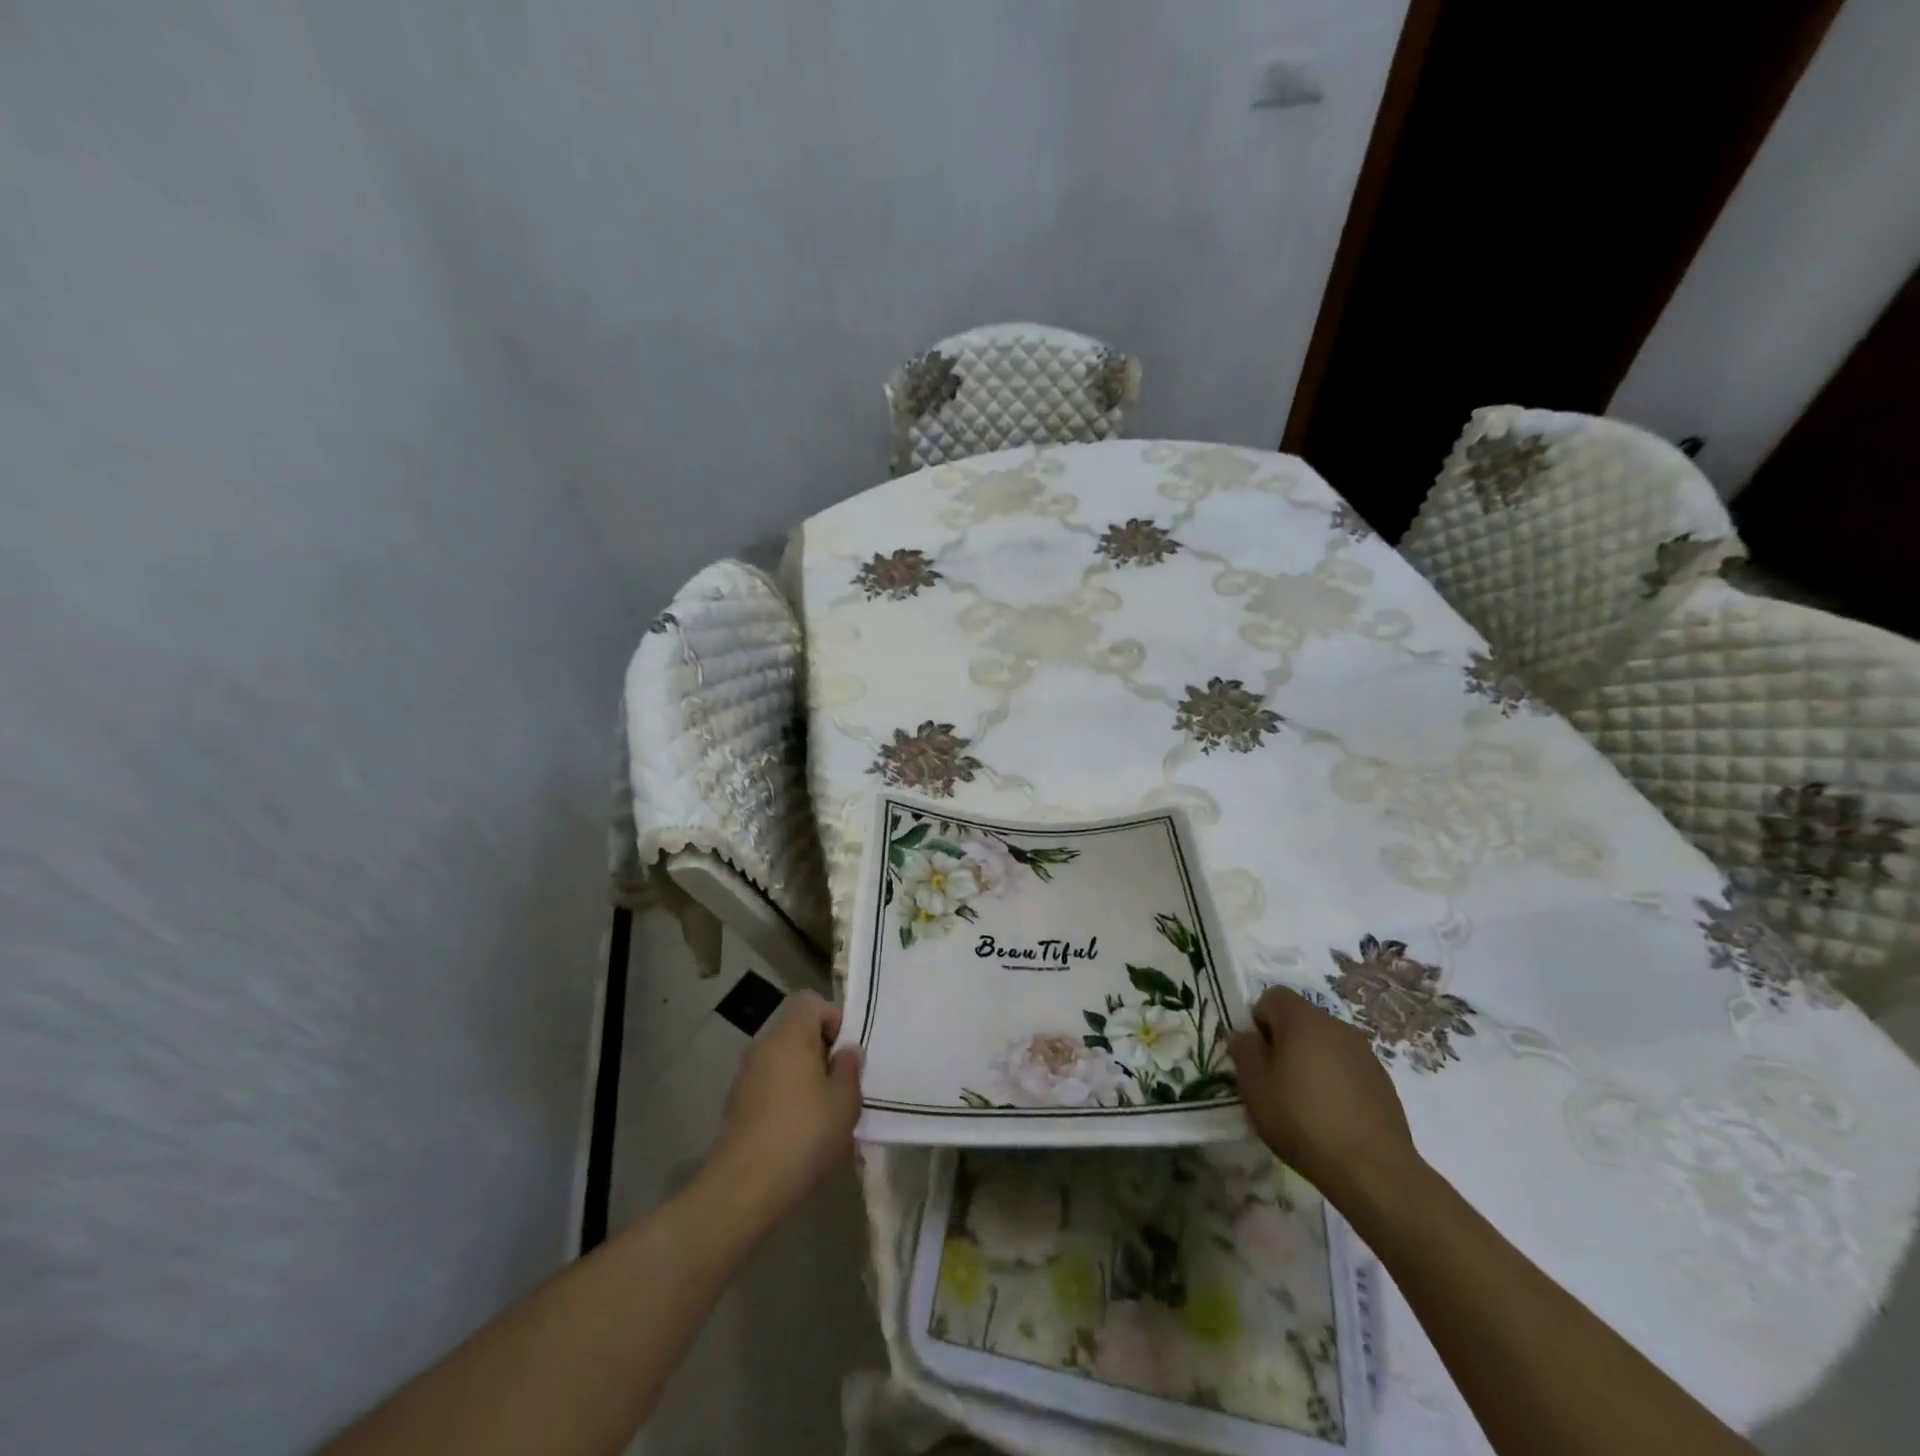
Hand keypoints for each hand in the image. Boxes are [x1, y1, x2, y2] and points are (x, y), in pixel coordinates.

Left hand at [704, 991, 862, 1226]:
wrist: (744, 1188)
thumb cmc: (803, 1134)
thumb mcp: (844, 1101)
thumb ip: (849, 1069)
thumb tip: (845, 1053)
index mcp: (789, 1036)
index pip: (810, 1002)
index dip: (832, 1019)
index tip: (845, 1053)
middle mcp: (763, 1047)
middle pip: (797, 1033)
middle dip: (821, 1054)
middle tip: (841, 1087)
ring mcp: (745, 1077)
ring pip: (784, 1063)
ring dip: (805, 1079)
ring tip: (824, 1115)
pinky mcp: (737, 1106)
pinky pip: (770, 1088)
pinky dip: (786, 1100)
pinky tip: (800, 1135)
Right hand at [1229, 987, 1419, 1207]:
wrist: (1373, 1169)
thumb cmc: (1302, 1119)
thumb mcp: (1255, 1087)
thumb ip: (1244, 1052)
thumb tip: (1245, 1036)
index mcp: (1303, 1020)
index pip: (1273, 996)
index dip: (1258, 1020)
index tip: (1256, 1054)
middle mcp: (1337, 1026)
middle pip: (1301, 1019)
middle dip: (1284, 1041)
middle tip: (1275, 1079)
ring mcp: (1364, 1053)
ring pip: (1325, 1044)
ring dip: (1311, 1061)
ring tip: (1304, 1102)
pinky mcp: (1383, 1081)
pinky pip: (1347, 1067)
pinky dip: (1335, 1081)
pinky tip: (1332, 1116)